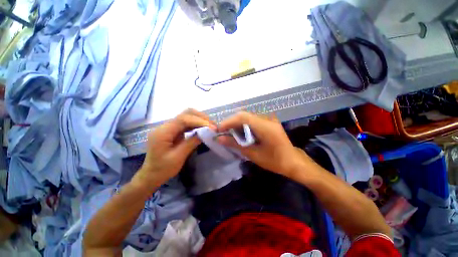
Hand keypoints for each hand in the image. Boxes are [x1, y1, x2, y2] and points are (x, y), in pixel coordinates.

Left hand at [135, 109, 214, 187]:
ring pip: (187, 116)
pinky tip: (203, 129)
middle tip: (212, 125)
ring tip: (210, 126)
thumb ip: (191, 143)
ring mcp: (169, 127)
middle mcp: (165, 126)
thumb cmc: (162, 169)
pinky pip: (186, 123)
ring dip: (200, 120)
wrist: (151, 175)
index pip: (183, 119)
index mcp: (163, 132)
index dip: (199, 121)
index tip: (211, 127)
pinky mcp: (173, 131)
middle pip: (185, 114)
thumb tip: (205, 133)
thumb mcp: (178, 157)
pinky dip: (196, 124)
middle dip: (200, 118)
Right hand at [217, 112, 311, 177]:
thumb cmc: (274, 161)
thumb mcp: (253, 154)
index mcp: (265, 127)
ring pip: (247, 117)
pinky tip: (239, 132)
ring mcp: (268, 119)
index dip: (228, 121)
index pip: (243, 117)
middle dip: (231, 122)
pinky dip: (243, 125)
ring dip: (236, 123)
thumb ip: (235, 144)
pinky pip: (252, 120)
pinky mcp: (268, 122)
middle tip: (222, 131)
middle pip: (244, 115)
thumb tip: (219, 138)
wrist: (292, 161)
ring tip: (228, 133)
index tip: (219, 129)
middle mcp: (267, 119)